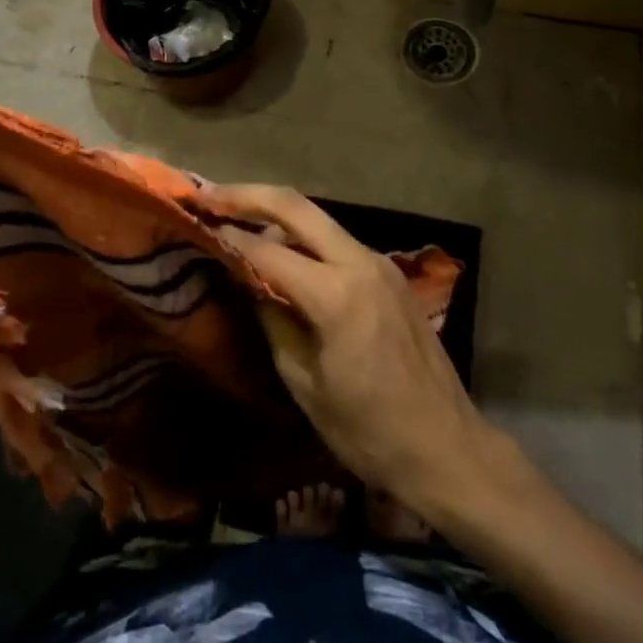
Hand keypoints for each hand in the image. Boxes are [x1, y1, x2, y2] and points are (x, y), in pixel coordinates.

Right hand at [203, 184, 505, 516]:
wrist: (447, 447)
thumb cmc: (368, 431)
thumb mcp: (305, 383)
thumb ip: (274, 320)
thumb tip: (249, 280)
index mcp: (336, 295)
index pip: (268, 250)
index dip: (228, 236)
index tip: (195, 223)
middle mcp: (360, 263)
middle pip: (296, 206)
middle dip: (248, 196)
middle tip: (208, 196)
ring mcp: (380, 263)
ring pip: (318, 218)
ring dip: (275, 210)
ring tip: (234, 213)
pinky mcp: (390, 273)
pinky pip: (337, 240)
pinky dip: (302, 234)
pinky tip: (280, 245)